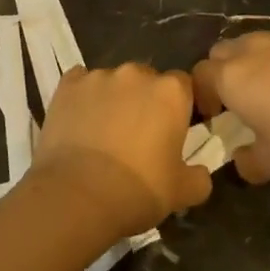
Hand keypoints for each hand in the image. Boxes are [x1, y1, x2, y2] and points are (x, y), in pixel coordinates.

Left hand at [32, 63, 212, 239]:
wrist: (77, 196)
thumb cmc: (137, 191)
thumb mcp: (182, 193)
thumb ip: (199, 177)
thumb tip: (201, 173)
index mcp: (170, 92)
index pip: (184, 85)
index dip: (179, 106)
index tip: (173, 130)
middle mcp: (136, 74)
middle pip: (147, 80)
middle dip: (145, 100)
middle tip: (138, 134)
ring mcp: (99, 76)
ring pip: (113, 81)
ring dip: (114, 99)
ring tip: (103, 132)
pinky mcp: (68, 85)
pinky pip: (80, 82)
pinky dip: (82, 97)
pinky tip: (79, 120)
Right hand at [192, 32, 269, 182]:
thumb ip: (249, 163)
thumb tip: (240, 162)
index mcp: (233, 77)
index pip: (199, 75)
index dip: (202, 95)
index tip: (217, 116)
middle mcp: (252, 48)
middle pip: (222, 52)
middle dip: (224, 73)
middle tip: (241, 101)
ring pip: (254, 43)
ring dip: (254, 63)